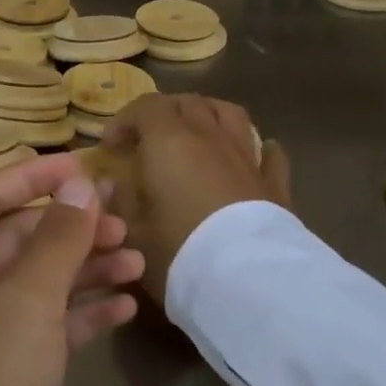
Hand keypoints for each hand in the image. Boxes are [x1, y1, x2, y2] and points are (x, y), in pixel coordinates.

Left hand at [0, 153, 143, 385]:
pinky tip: (125, 307)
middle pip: (19, 236)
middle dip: (71, 226)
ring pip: (38, 278)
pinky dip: (81, 310)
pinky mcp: (6, 363)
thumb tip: (81, 183)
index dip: (34, 176)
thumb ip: (57, 237)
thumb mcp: (27, 298)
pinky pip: (46, 320)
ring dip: (85, 267)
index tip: (83, 167)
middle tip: (124, 220)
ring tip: (137, 262)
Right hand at [96, 94, 291, 303]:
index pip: (146, 106)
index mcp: (169, 140)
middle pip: (187, 103)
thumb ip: (120, 199)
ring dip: (209, 114)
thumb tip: (113, 183)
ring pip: (229, 114)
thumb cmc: (177, 250)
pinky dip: (259, 148)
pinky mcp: (275, 184)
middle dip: (164, 113)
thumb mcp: (132, 229)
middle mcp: (209, 137)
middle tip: (149, 138)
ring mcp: (247, 157)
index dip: (125, 119)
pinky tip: (255, 154)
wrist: (246, 282)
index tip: (111, 146)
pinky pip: (270, 154)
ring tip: (197, 130)